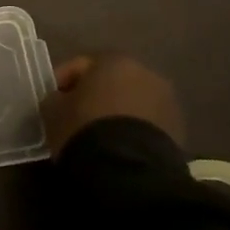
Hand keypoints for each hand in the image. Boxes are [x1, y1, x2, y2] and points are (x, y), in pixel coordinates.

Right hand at [41, 53, 184, 156]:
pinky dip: (132, 131)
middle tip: (74, 118)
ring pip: (131, 103)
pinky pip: (145, 124)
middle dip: (93, 97)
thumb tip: (61, 100)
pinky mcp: (178, 130)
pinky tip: (117, 148)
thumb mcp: (53, 110)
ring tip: (98, 137)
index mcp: (113, 60)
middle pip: (110, 82)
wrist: (128, 170)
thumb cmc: (84, 128)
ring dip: (115, 114)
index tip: (51, 102)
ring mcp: (166, 101)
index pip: (80, 66)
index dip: (61, 82)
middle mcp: (144, 72)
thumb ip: (55, 98)